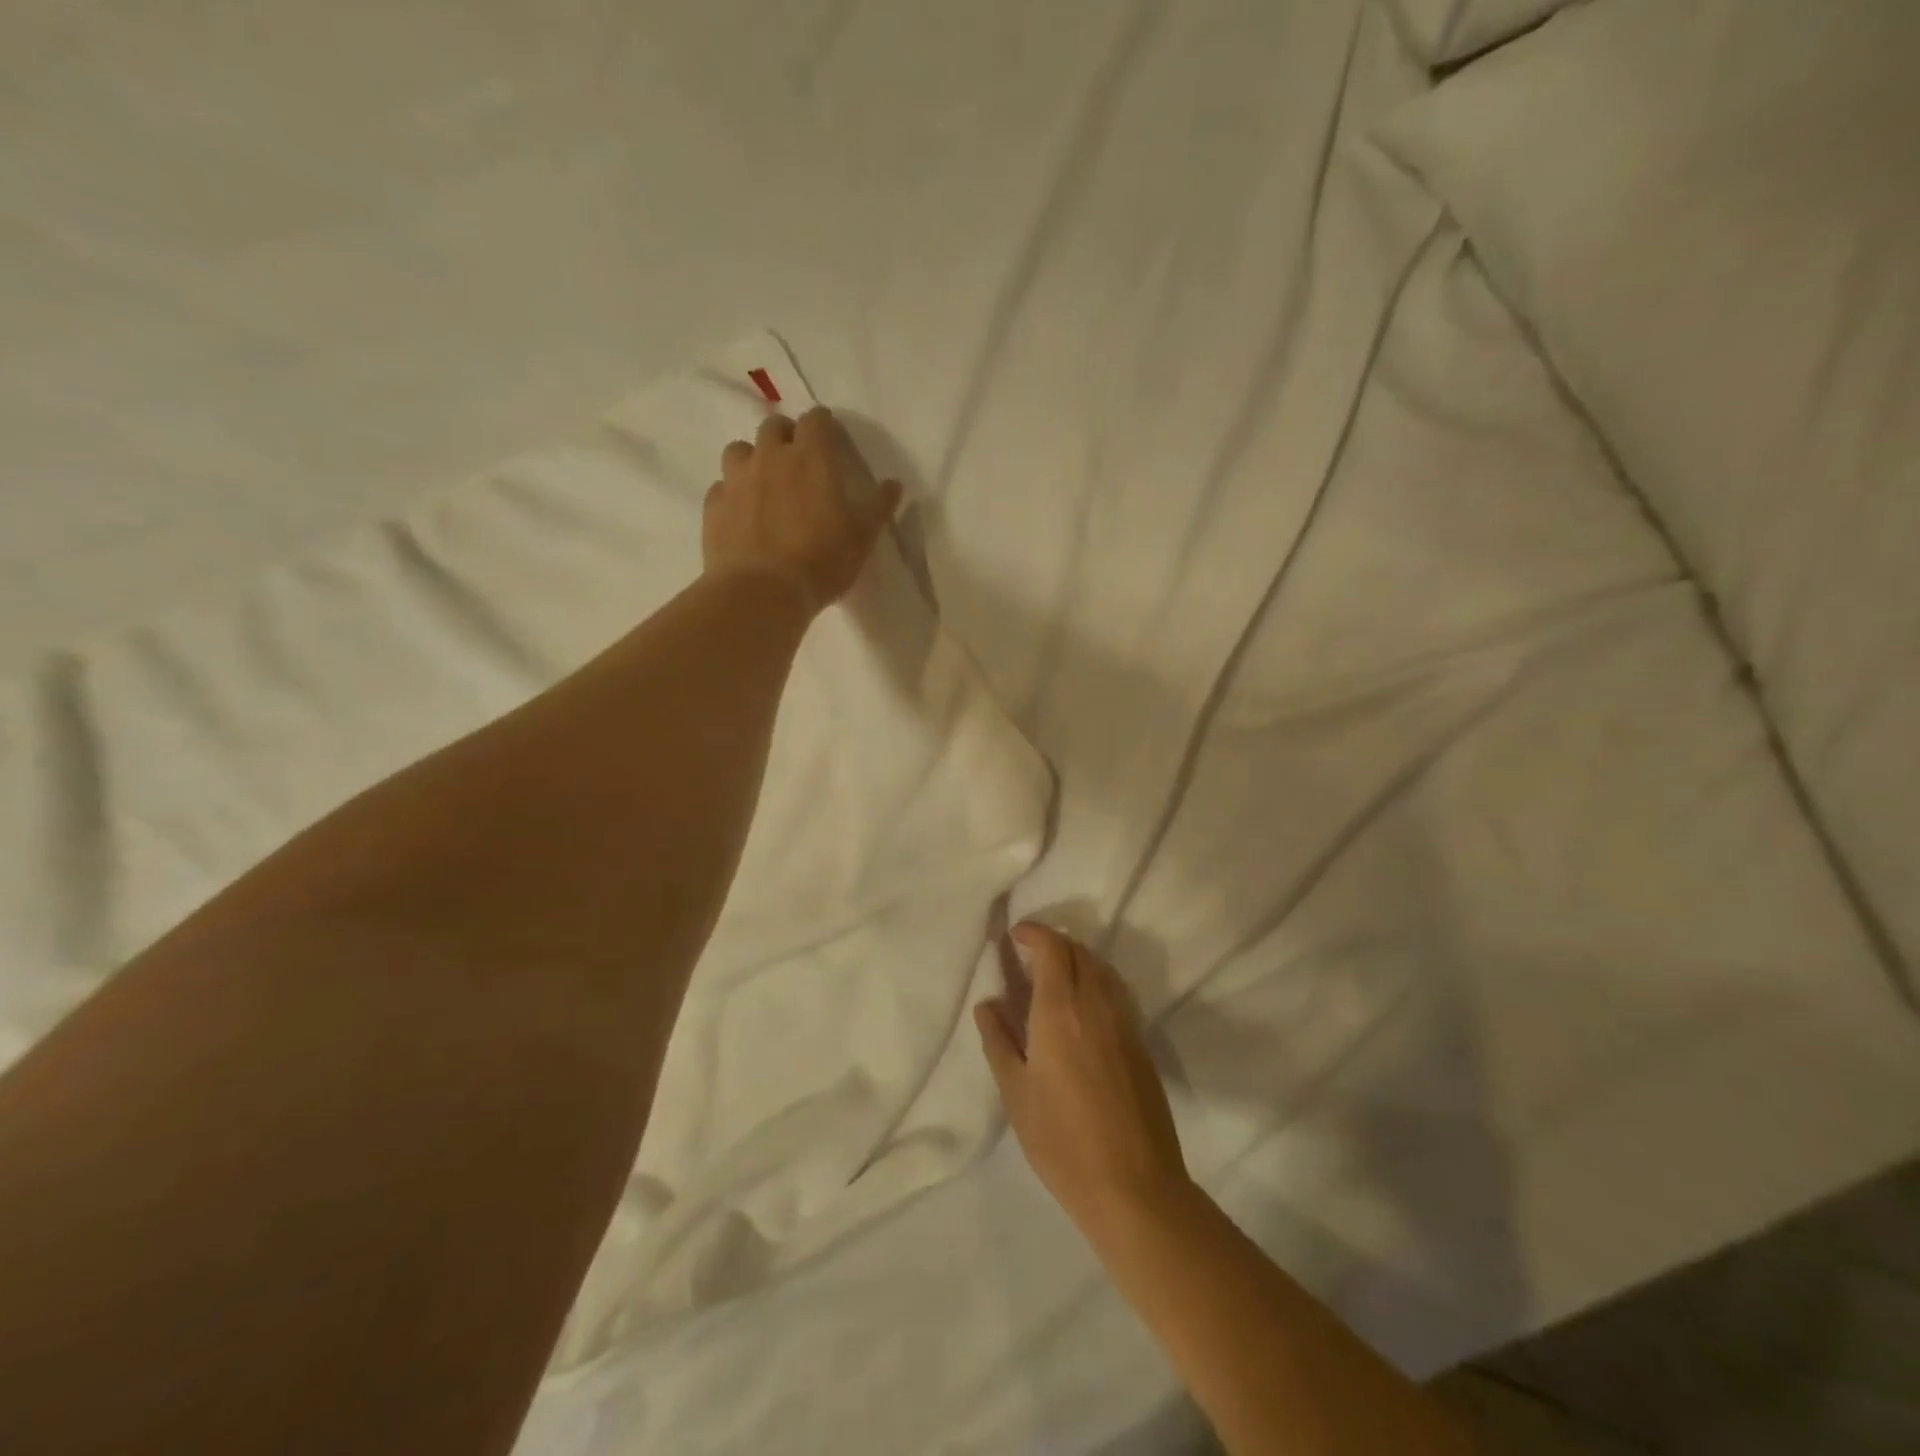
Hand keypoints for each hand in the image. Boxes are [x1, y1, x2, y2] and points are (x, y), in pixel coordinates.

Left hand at [704, 406, 902, 611]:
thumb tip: (894, 484)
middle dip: (786, 436)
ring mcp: (736, 479)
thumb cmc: (822, 561)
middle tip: (798, 461)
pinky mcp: (714, 506)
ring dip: (753, 459)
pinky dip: (733, 493)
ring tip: (764, 483)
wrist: (763, 593)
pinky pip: (722, 487)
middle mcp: (770, 457)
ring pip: (739, 450)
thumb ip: (878, 506)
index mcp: (811, 457)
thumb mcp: (862, 537)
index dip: (824, 426)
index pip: (816, 420)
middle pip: (774, 426)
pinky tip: (742, 514)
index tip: (831, 441)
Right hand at [975, 923, 1191, 1236]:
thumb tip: (988, 1004)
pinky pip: (1115, 992)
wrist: (1133, 1185)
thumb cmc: (1061, 1140)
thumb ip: (998, 1040)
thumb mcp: (1016, 1092)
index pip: (1052, 948)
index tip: (1015, 935)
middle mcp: (1096, 1004)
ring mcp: (1124, 1022)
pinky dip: (1095, 982)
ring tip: (1053, 978)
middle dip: (1054, 943)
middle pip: (1079, 951)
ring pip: (1101, 969)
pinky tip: (1081, 1009)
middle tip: (1029, 956)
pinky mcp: (1141, 1043)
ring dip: (1077, 959)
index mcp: (1060, 1010)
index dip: (1034, 932)